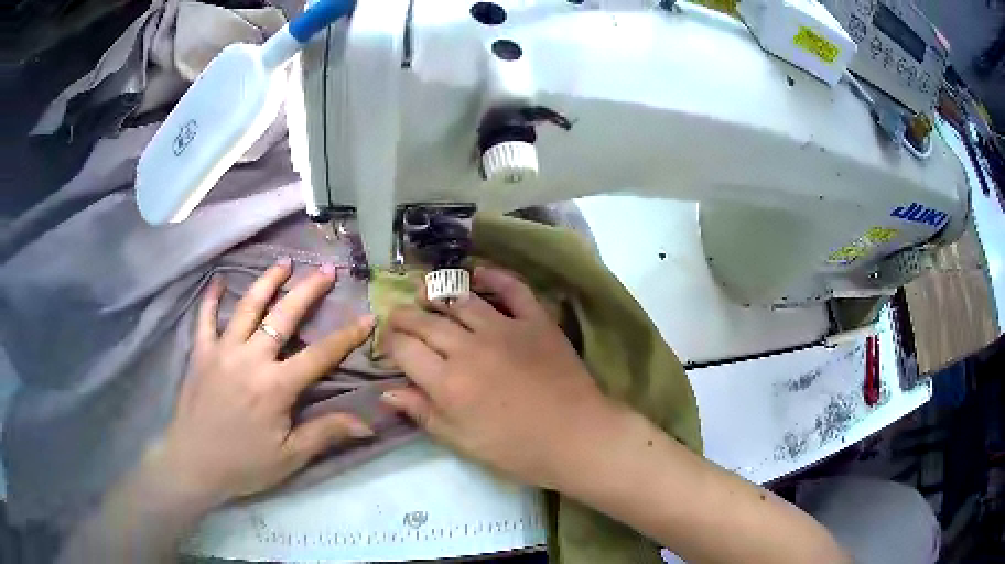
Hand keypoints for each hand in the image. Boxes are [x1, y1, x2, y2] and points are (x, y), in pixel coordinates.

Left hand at [144, 259, 375, 509]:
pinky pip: (205, 318)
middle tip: (326, 269)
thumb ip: (325, 434)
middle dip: (308, 291)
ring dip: (267, 282)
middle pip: (284, 316)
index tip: (367, 317)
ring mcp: (222, 351)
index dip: (346, 336)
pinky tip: (218, 281)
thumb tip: (368, 423)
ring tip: (284, 262)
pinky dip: (211, 298)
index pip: (319, 355)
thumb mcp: (290, 457)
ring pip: (248, 307)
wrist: (194, 464)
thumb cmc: (244, 464)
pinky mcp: (200, 352)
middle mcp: (250, 358)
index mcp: (275, 386)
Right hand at [380, 266, 620, 488]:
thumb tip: (387, 392)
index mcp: (448, 382)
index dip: (389, 343)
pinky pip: (512, 289)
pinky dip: (494, 277)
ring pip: (460, 300)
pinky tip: (478, 274)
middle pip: (425, 321)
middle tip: (398, 318)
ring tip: (424, 293)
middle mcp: (469, 348)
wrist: (576, 437)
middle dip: (404, 317)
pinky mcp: (536, 321)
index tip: (387, 344)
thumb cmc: (516, 450)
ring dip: (437, 293)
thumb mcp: (462, 441)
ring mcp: (504, 329)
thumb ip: (423, 412)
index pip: (404, 349)